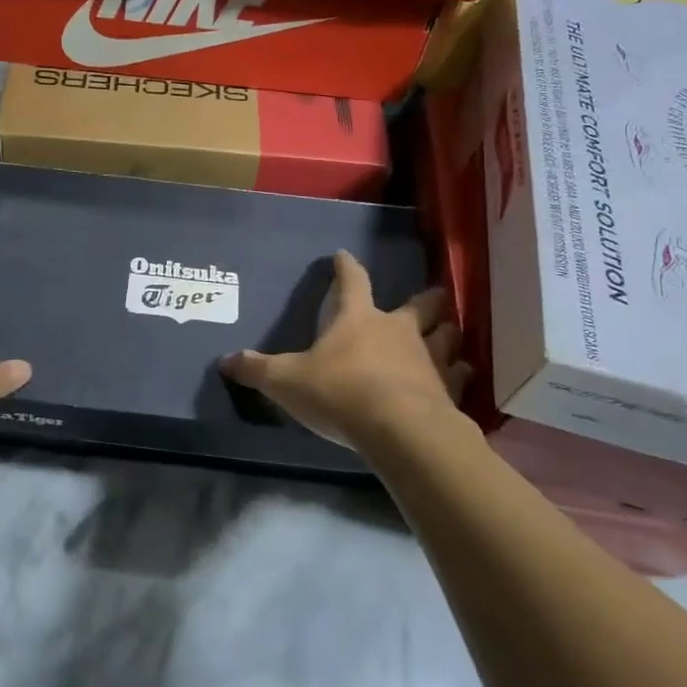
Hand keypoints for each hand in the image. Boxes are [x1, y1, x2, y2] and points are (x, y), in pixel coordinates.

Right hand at [221, 251, 466, 450]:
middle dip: (424, 299)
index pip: (352, 281)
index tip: (344, 255)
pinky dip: (460, 375)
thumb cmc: (340, 393)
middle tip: (433, 294)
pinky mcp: (448, 391)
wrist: (399, 430)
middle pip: (418, 305)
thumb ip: (257, 370)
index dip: (346, 267)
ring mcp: (427, 359)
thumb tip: (225, 361)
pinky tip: (461, 376)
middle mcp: (397, 331)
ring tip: (448, 333)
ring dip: (446, 334)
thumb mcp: (287, 381)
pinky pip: (459, 377)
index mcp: (358, 319)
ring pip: (445, 337)